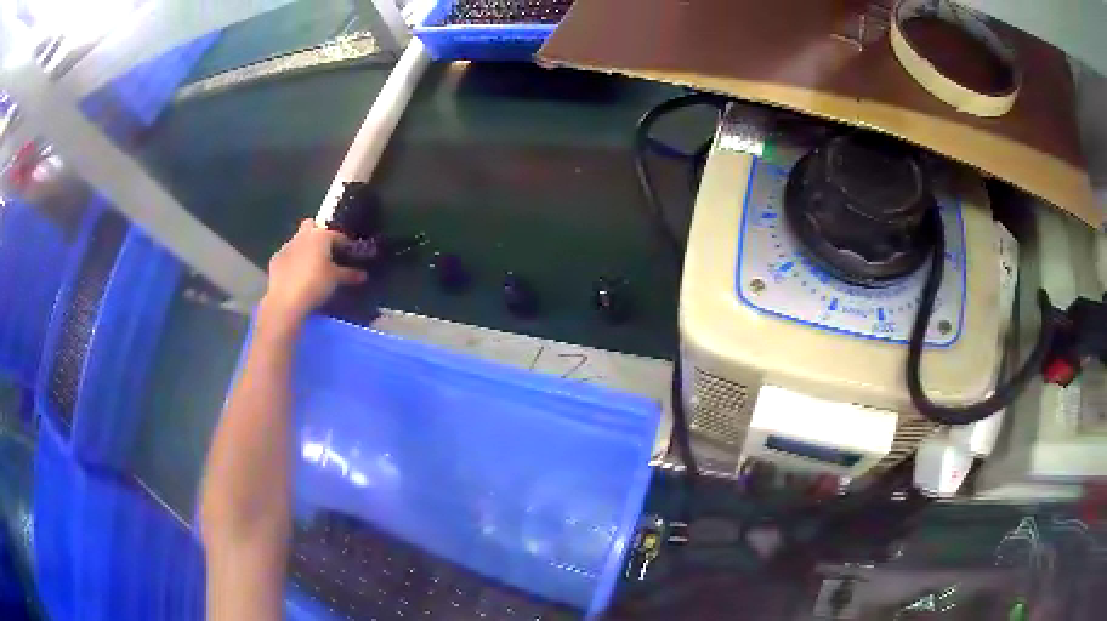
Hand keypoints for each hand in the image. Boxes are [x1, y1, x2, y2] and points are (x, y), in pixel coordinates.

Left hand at [259, 220, 366, 330]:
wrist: (286, 300)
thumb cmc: (315, 284)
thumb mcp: (336, 280)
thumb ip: (349, 274)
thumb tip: (363, 275)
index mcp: (320, 236)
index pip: (337, 235)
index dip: (345, 244)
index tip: (349, 253)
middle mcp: (302, 236)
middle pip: (310, 225)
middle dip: (317, 233)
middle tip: (324, 251)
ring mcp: (286, 246)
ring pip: (297, 240)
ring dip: (303, 248)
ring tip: (309, 266)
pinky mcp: (275, 259)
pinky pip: (287, 255)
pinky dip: (292, 261)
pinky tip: (295, 275)